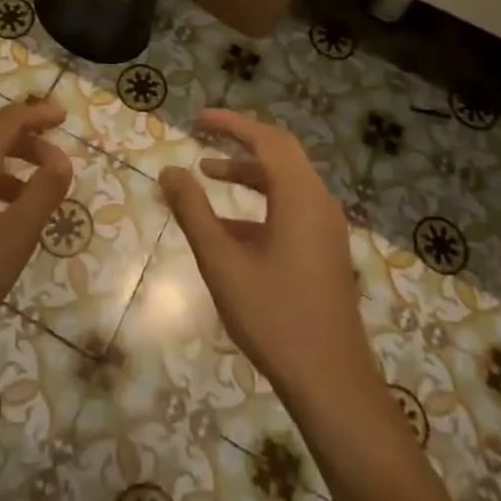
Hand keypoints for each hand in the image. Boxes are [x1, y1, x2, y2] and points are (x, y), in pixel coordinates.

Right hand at [160, 109, 373, 407]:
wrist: (331, 381)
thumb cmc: (274, 317)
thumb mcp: (222, 262)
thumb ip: (193, 212)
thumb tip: (169, 172)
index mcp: (299, 196)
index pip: (266, 139)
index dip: (231, 123)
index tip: (198, 118)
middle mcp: (319, 202)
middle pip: (280, 153)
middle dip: (240, 141)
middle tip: (203, 137)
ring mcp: (326, 227)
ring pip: (286, 181)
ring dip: (249, 173)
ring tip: (208, 176)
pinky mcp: (326, 249)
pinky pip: (292, 207)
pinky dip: (261, 202)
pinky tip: (230, 228)